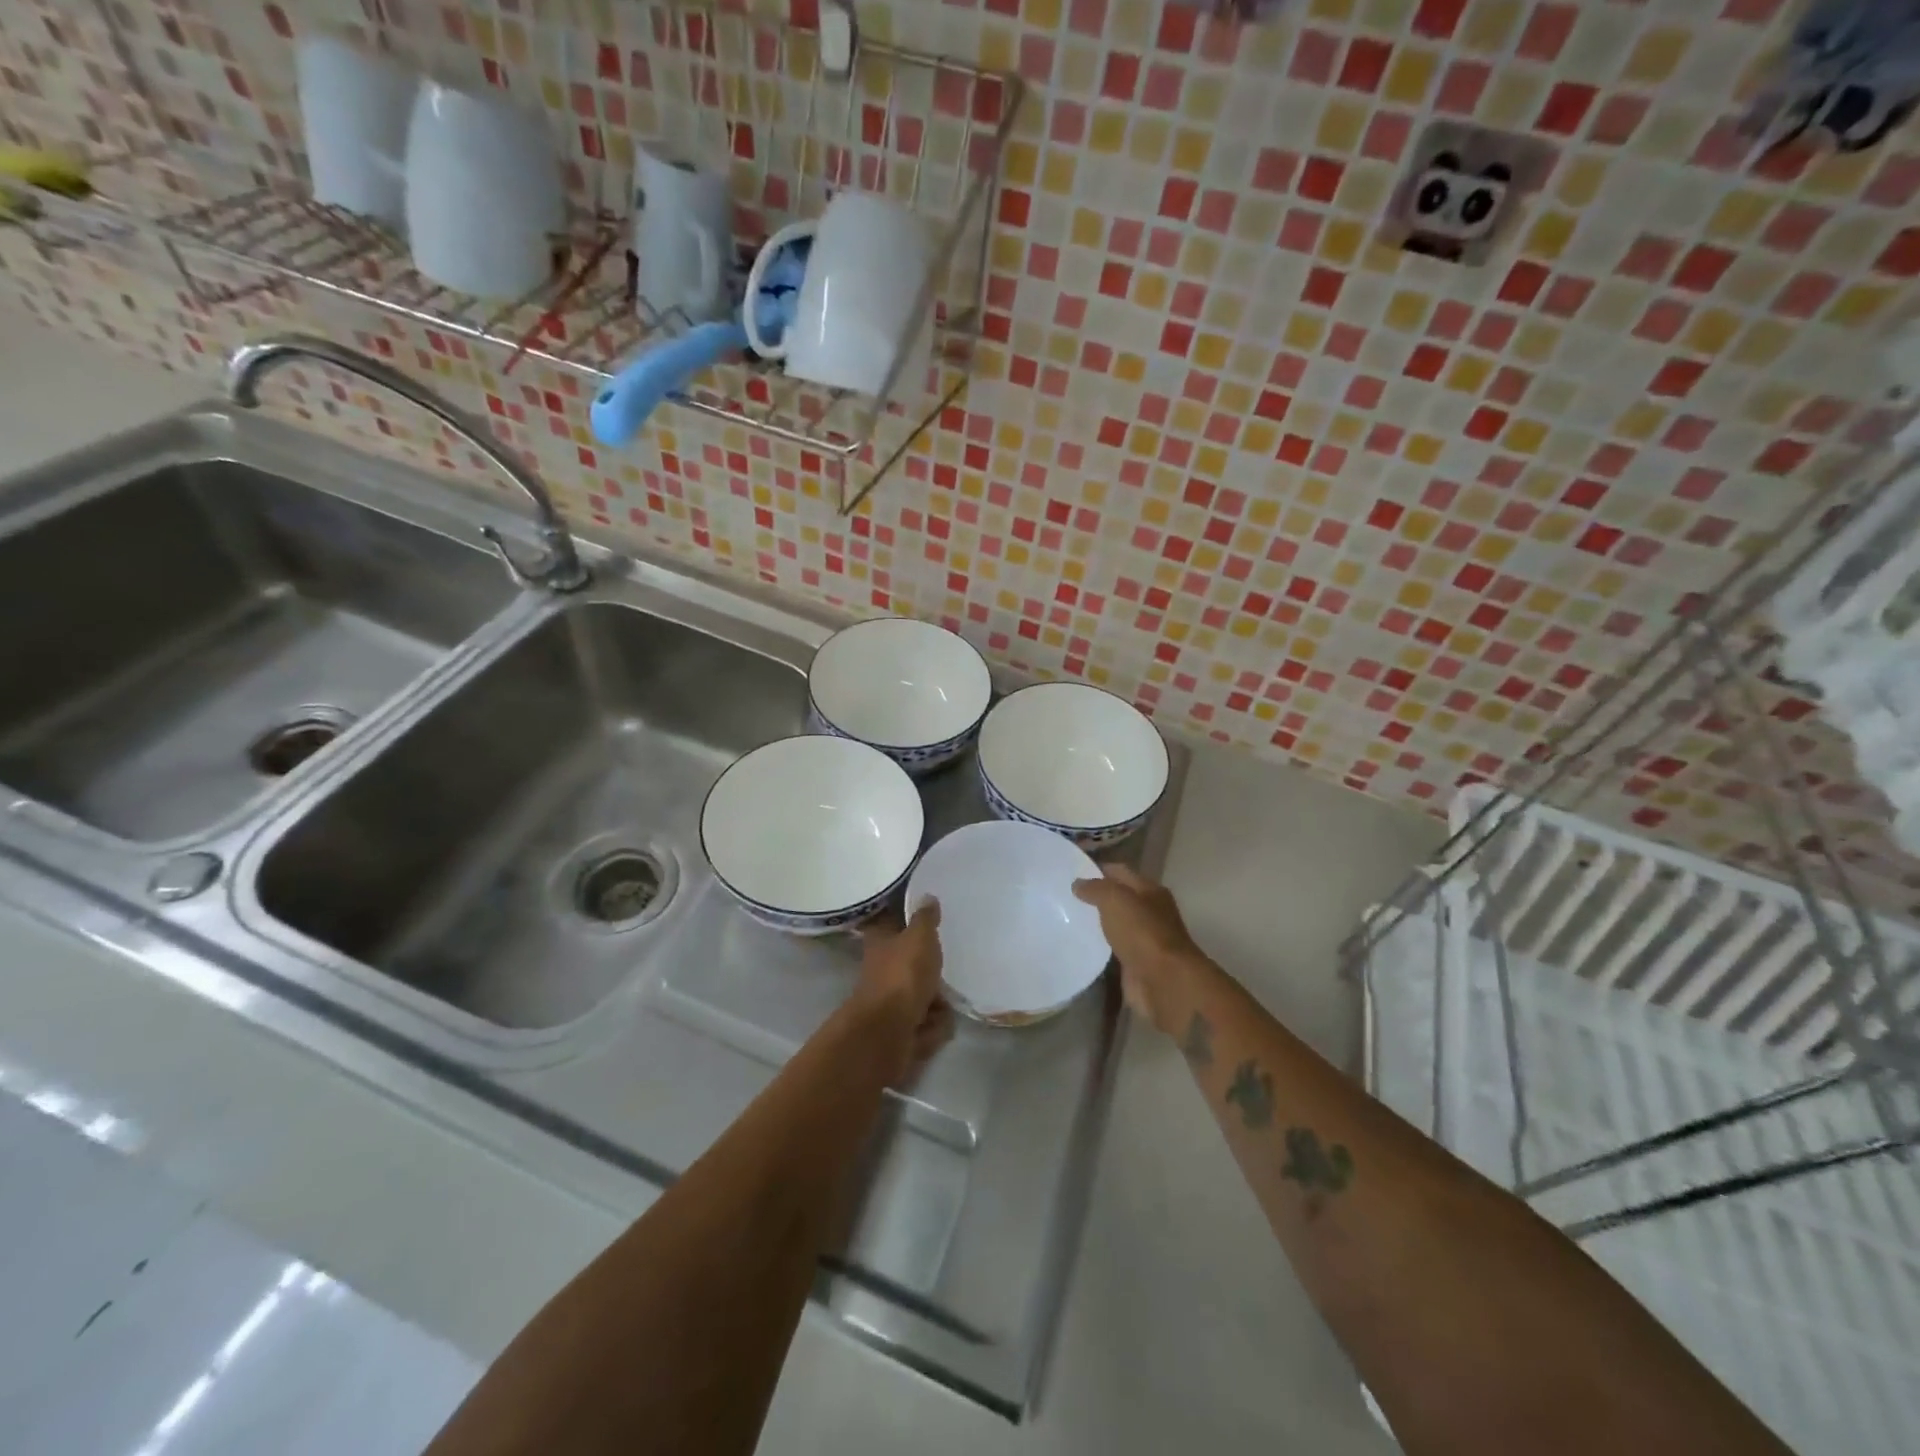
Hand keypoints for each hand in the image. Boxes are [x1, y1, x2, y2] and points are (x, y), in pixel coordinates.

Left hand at [852, 900, 953, 1083]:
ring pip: (923, 994)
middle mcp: (883, 969)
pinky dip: (933, 1026)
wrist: (888, 1031)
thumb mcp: (919, 937)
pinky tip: (935, 1024)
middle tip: (944, 967)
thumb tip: (926, 896)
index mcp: (881, 941)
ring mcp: (891, 1001)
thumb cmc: (903, 974)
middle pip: (913, 963)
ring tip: (942, 1003)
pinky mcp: (901, 1029)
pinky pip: (926, 1024)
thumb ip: (925, 918)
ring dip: (936, 1002)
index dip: (909, 923)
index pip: (893, 924)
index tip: (931, 922)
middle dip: (931, 970)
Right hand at [1072, 864, 1204, 1034]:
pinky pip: (1113, 950)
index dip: (1097, 869)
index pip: (1120, 872)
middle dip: (1095, 897)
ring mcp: (1144, 940)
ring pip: (1115, 925)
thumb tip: (1077, 884)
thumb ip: (1095, 888)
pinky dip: (1098, 947)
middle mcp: (1150, 912)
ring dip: (1096, 923)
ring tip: (1065, 919)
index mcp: (1150, 891)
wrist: (1165, 982)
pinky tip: (1078, 945)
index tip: (1070, 871)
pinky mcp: (1135, 964)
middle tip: (1063, 896)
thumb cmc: (1142, 933)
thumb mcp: (1115, 899)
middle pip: (1118, 898)